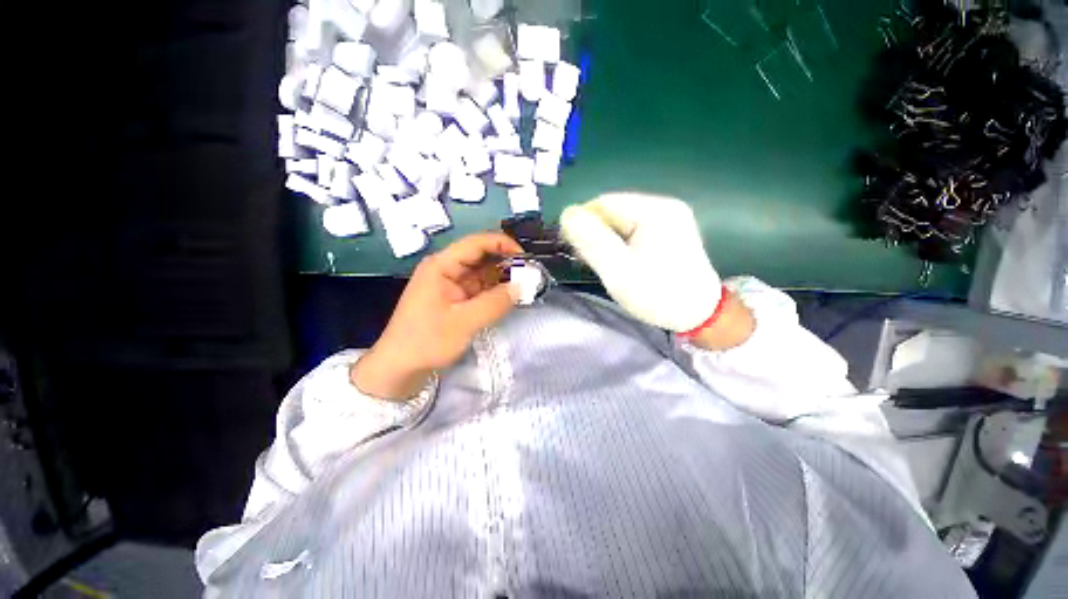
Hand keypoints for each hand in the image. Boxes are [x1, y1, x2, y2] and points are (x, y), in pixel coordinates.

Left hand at [351, 233, 523, 399]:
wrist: (399, 368)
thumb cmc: (427, 341)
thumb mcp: (464, 322)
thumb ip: (495, 303)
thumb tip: (522, 286)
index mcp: (442, 265)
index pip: (476, 243)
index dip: (502, 244)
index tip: (526, 257)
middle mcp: (446, 269)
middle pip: (480, 256)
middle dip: (505, 262)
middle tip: (530, 273)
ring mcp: (450, 284)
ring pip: (482, 273)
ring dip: (502, 278)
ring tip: (525, 284)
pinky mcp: (454, 299)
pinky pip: (479, 288)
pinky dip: (495, 291)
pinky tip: (510, 296)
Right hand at [561, 193, 753, 348]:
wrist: (699, 315)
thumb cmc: (657, 294)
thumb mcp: (618, 270)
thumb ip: (591, 241)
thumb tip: (567, 214)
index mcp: (654, 211)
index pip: (603, 203)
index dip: (581, 222)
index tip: (571, 247)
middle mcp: (664, 206)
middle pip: (613, 211)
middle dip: (594, 232)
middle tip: (585, 258)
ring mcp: (669, 218)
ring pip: (621, 221)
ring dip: (605, 239)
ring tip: (601, 262)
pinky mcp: (669, 232)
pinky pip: (633, 230)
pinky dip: (619, 243)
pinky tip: (617, 260)